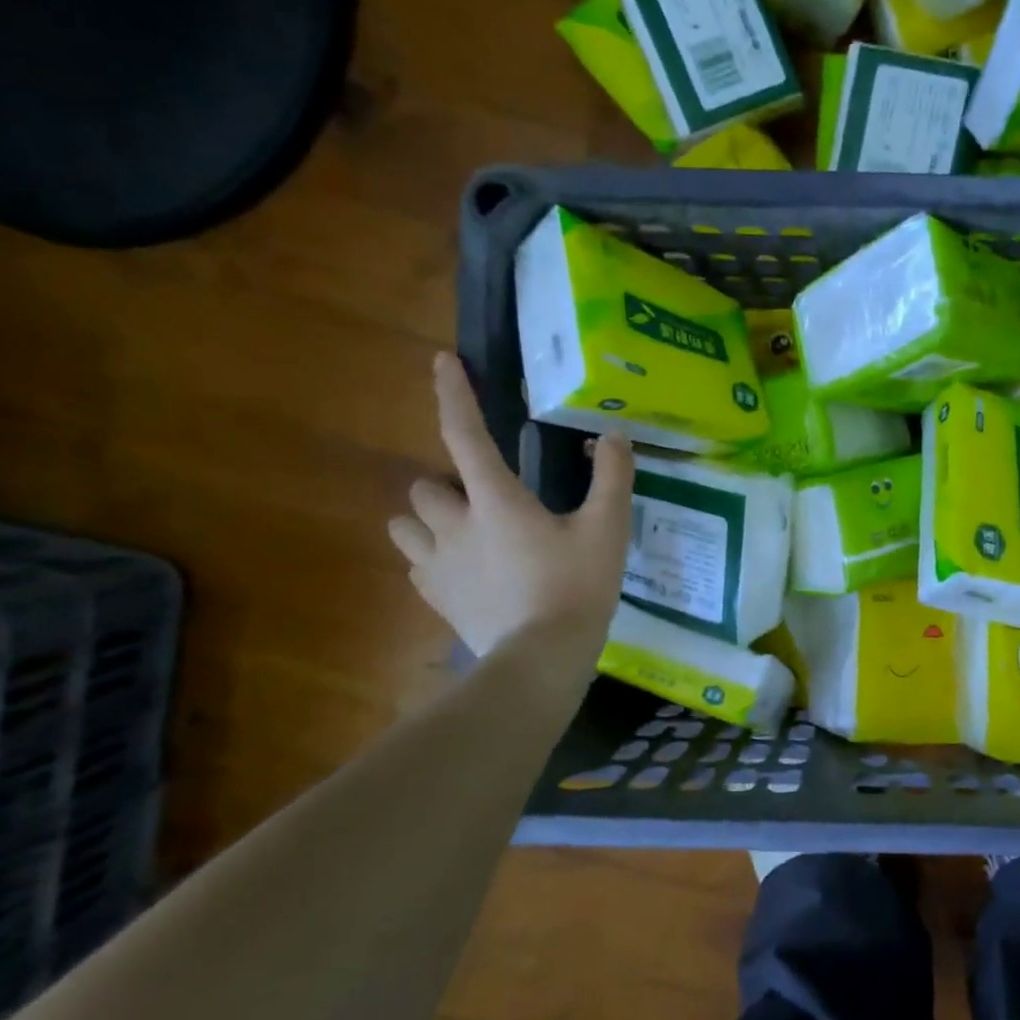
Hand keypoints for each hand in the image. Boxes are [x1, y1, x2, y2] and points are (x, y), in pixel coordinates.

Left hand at [389, 353, 633, 656]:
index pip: (465, 435)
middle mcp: (454, 524)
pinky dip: (433, 558)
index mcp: (495, 500)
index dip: (453, 395)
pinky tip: (464, 570)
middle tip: (484, 500)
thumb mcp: (607, 529)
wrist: (542, 658)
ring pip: (406, 526)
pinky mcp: (436, 598)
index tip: (441, 362)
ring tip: (464, 532)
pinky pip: (417, 565)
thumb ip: (612, 478)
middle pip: (424, 487)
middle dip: (446, 486)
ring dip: (428, 520)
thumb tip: (614, 436)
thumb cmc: (577, 587)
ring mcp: (438, 565)